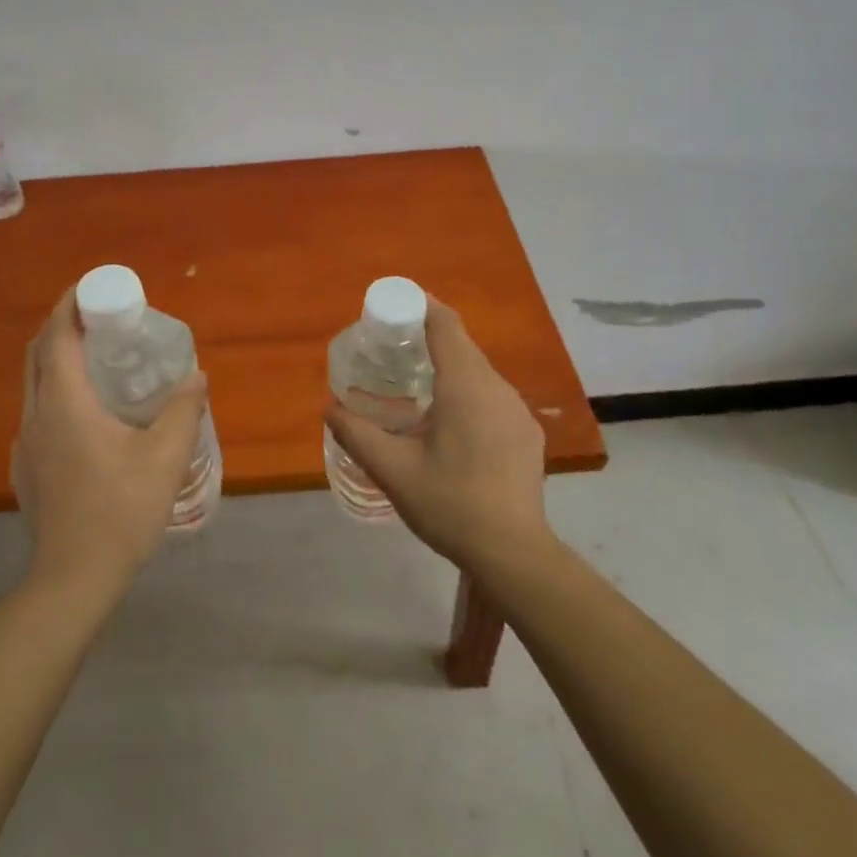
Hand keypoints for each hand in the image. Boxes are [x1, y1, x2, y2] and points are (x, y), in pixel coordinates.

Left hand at [11, 289, 208, 592]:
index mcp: (65, 404)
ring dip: (59, 362)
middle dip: (63, 328)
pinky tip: (89, 417)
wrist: (73, 578)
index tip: (92, 288)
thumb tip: (196, 377)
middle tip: (100, 321)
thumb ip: (184, 410)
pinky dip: (58, 394)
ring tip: (99, 363)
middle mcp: (36, 416)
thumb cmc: (121, 510)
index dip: (70, 306)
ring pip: (35, 385)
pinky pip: (38, 413)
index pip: (57, 337)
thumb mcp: (165, 457)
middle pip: (38, 355)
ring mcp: (26, 444)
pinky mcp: (26, 468)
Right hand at [324, 299, 552, 574]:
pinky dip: (468, 391)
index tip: (395, 304)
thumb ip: (357, 435)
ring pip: (480, 371)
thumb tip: (330, 409)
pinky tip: (451, 422)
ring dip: (450, 366)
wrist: (513, 552)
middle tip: (394, 346)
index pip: (446, 325)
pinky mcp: (527, 433)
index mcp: (466, 387)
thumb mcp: (393, 471)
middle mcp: (497, 388)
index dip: (421, 305)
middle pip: (463, 345)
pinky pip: (493, 395)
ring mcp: (517, 411)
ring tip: (417, 384)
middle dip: (430, 336)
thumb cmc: (450, 505)